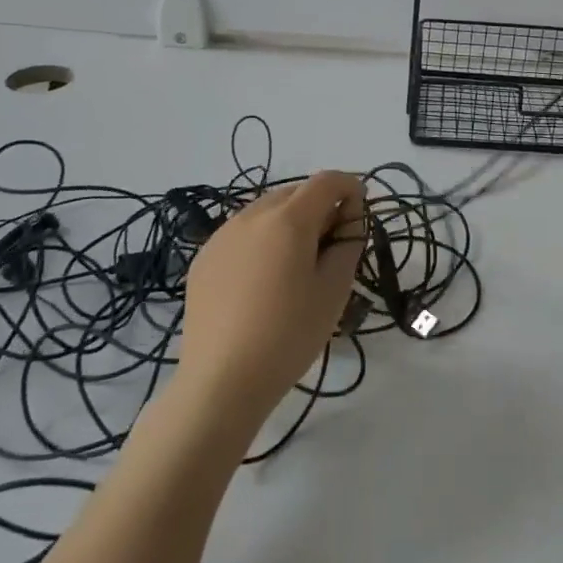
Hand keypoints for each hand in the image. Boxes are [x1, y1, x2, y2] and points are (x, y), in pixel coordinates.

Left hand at [175, 171, 367, 431]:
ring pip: (267, 211)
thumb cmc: (289, 334)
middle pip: (296, 193)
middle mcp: (252, 215)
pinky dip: (262, 241)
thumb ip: (349, 242)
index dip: (350, 189)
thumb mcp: (335, 289)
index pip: (327, 181)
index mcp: (288, 219)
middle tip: (331, 247)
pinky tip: (263, 282)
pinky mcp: (203, 258)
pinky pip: (242, 233)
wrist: (221, 382)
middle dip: (320, 207)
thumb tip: (349, 217)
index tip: (358, 219)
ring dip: (290, 223)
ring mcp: (222, 235)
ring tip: (296, 265)